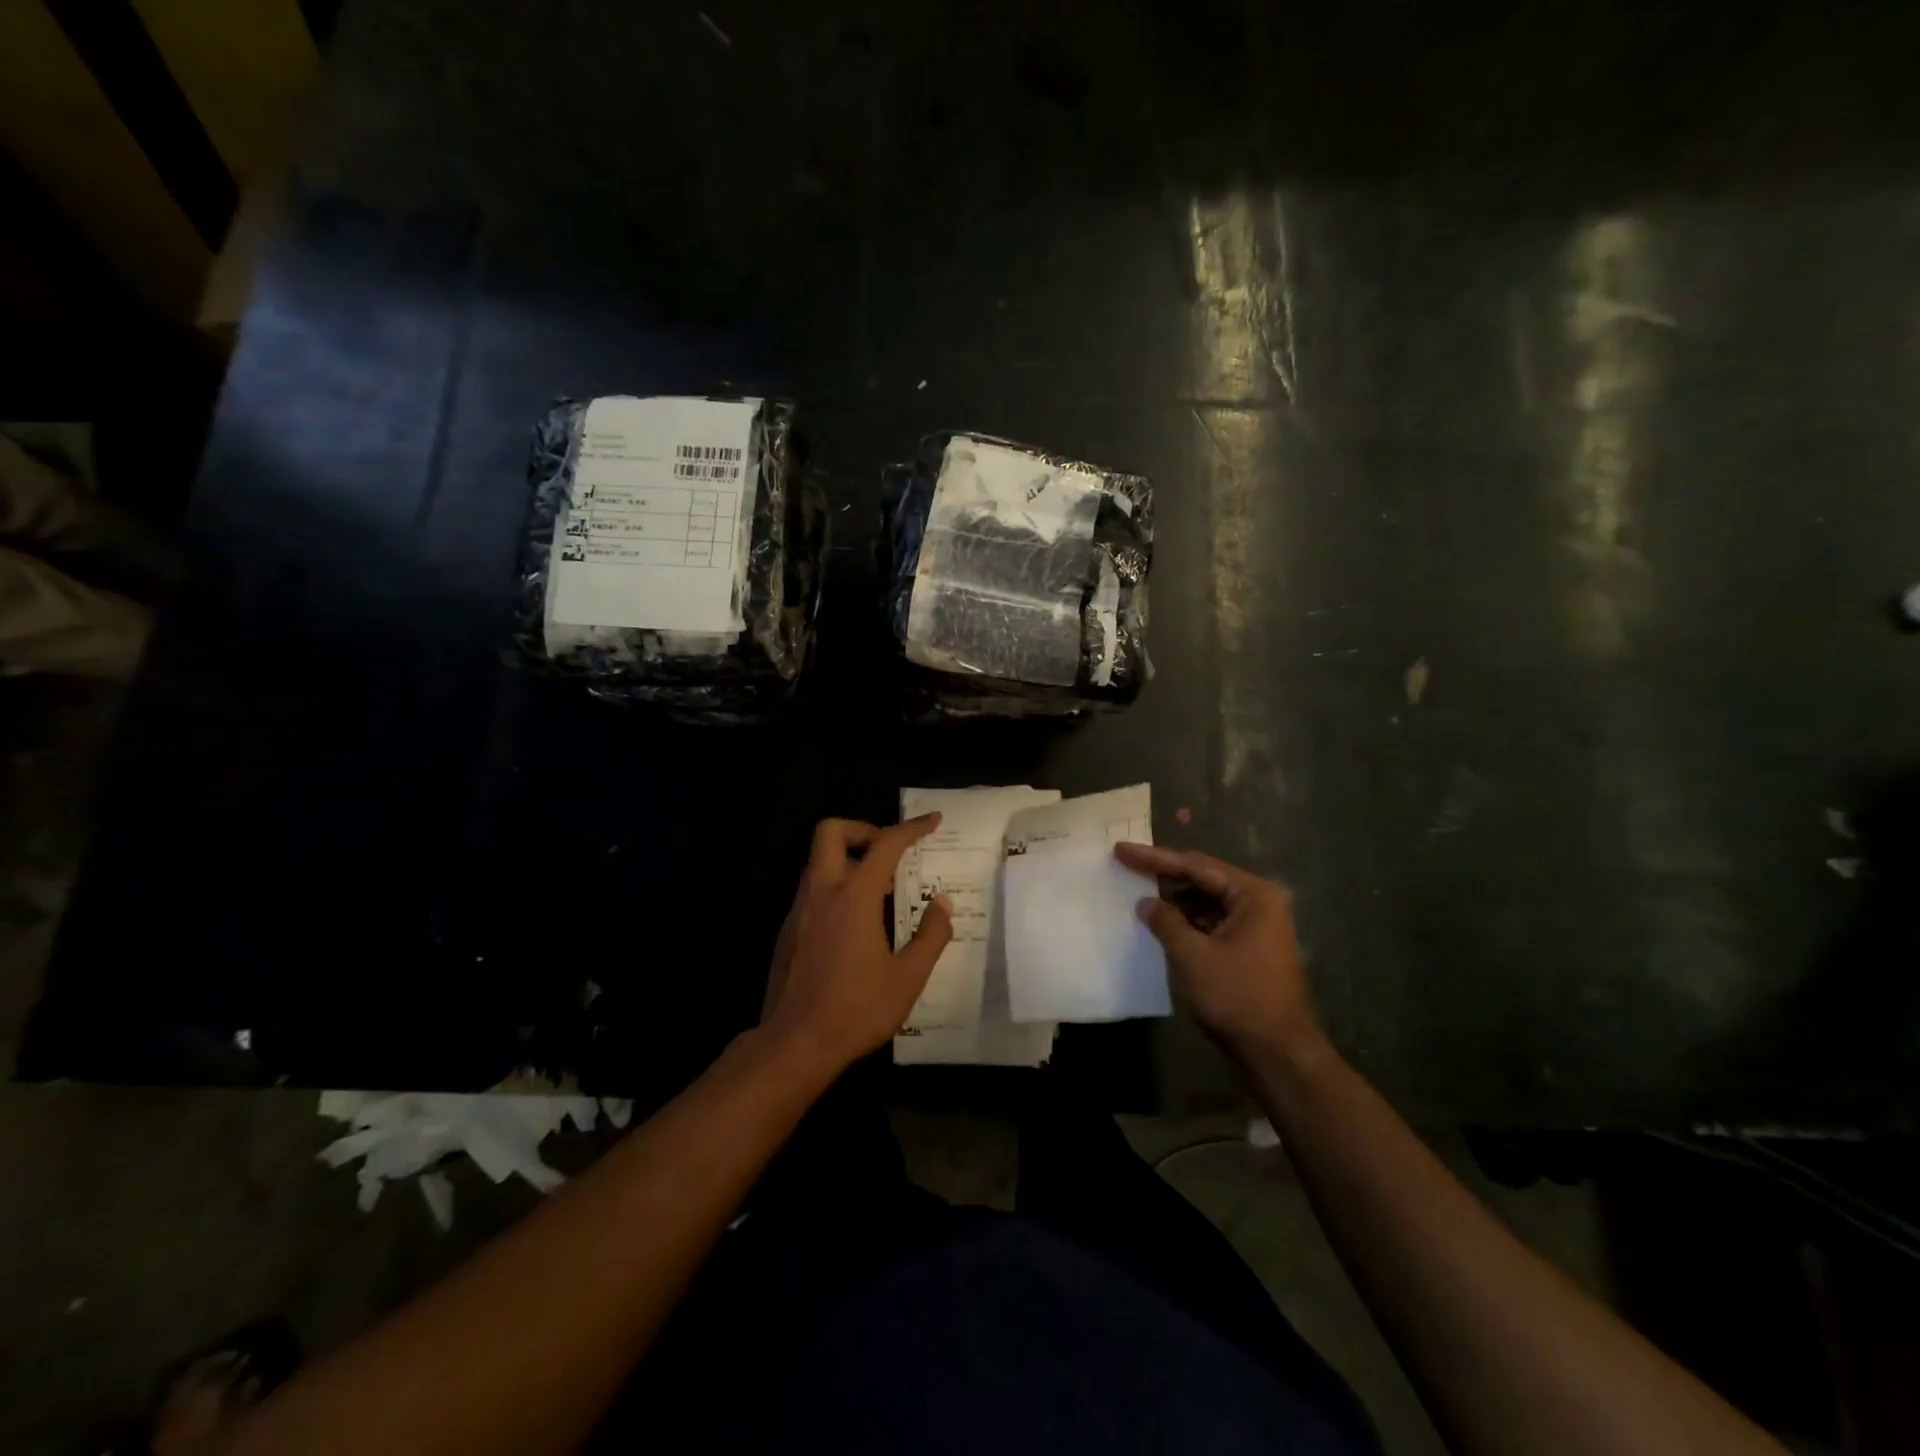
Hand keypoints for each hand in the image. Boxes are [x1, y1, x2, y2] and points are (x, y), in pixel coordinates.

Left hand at [761, 815, 953, 1075]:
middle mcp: (822, 892)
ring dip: (849, 860)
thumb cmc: (857, 1009)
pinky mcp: (788, 931)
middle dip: (863, 830)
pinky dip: (836, 887)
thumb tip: (942, 903)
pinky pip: (813, 889)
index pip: (885, 844)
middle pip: (831, 832)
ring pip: (819, 861)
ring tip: (880, 891)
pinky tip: (855, 923)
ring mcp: (800, 910)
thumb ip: (931, 935)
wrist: (795, 1044)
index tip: (932, 821)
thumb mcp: (908, 978)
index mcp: (853, 896)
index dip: (911, 828)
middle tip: (889, 853)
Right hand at [1115, 843, 1323, 1063]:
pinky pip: (1212, 921)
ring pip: (1207, 900)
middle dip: (1164, 874)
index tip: (1121, 850)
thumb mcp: (1192, 955)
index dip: (1154, 858)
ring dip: (1175, 898)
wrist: (1278, 1053)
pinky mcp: (1251, 948)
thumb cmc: (1237, 996)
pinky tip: (1162, 921)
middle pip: (1203, 878)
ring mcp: (1258, 926)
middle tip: (1127, 864)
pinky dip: (1187, 919)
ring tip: (1138, 890)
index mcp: (1252, 894)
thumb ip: (1165, 921)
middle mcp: (1259, 902)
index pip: (1195, 865)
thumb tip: (1146, 903)